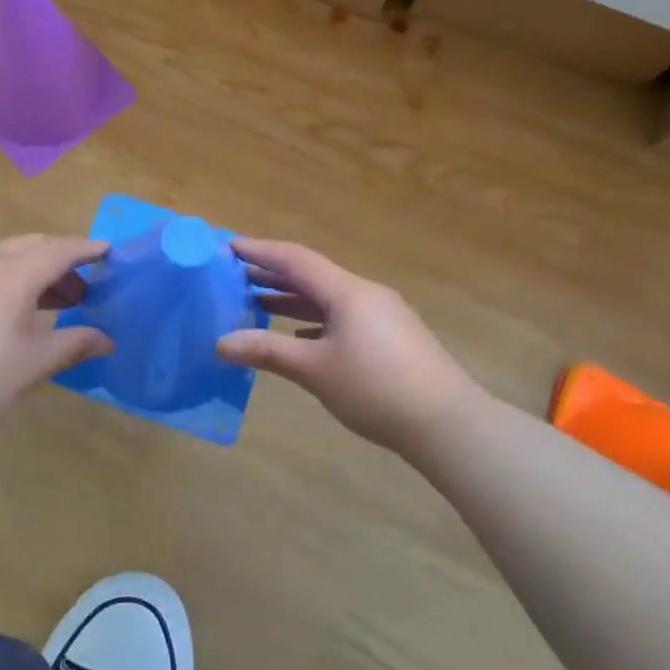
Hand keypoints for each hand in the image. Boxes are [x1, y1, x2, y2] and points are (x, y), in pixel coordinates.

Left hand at [0, 236, 113, 428]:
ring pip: (12, 254)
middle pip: (35, 245)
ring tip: (61, 300)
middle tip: (87, 282)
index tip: (109, 251)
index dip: (86, 249)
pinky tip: (25, 306)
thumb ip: (75, 343)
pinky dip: (16, 275)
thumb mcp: (35, 362)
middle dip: (63, 258)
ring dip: (39, 268)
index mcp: (15, 273)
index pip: (60, 250)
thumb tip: (107, 339)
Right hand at [217, 239, 477, 453]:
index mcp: (346, 291)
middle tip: (235, 276)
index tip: (229, 247)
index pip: (295, 259)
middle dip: (273, 274)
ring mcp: (381, 314)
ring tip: (258, 302)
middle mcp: (364, 293)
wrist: (447, 422)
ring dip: (293, 298)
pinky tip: (299, 338)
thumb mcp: (316, 370)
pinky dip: (315, 320)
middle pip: (311, 274)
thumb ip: (268, 352)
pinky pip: (343, 316)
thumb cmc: (376, 389)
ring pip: (328, 297)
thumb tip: (221, 343)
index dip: (260, 251)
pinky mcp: (391, 337)